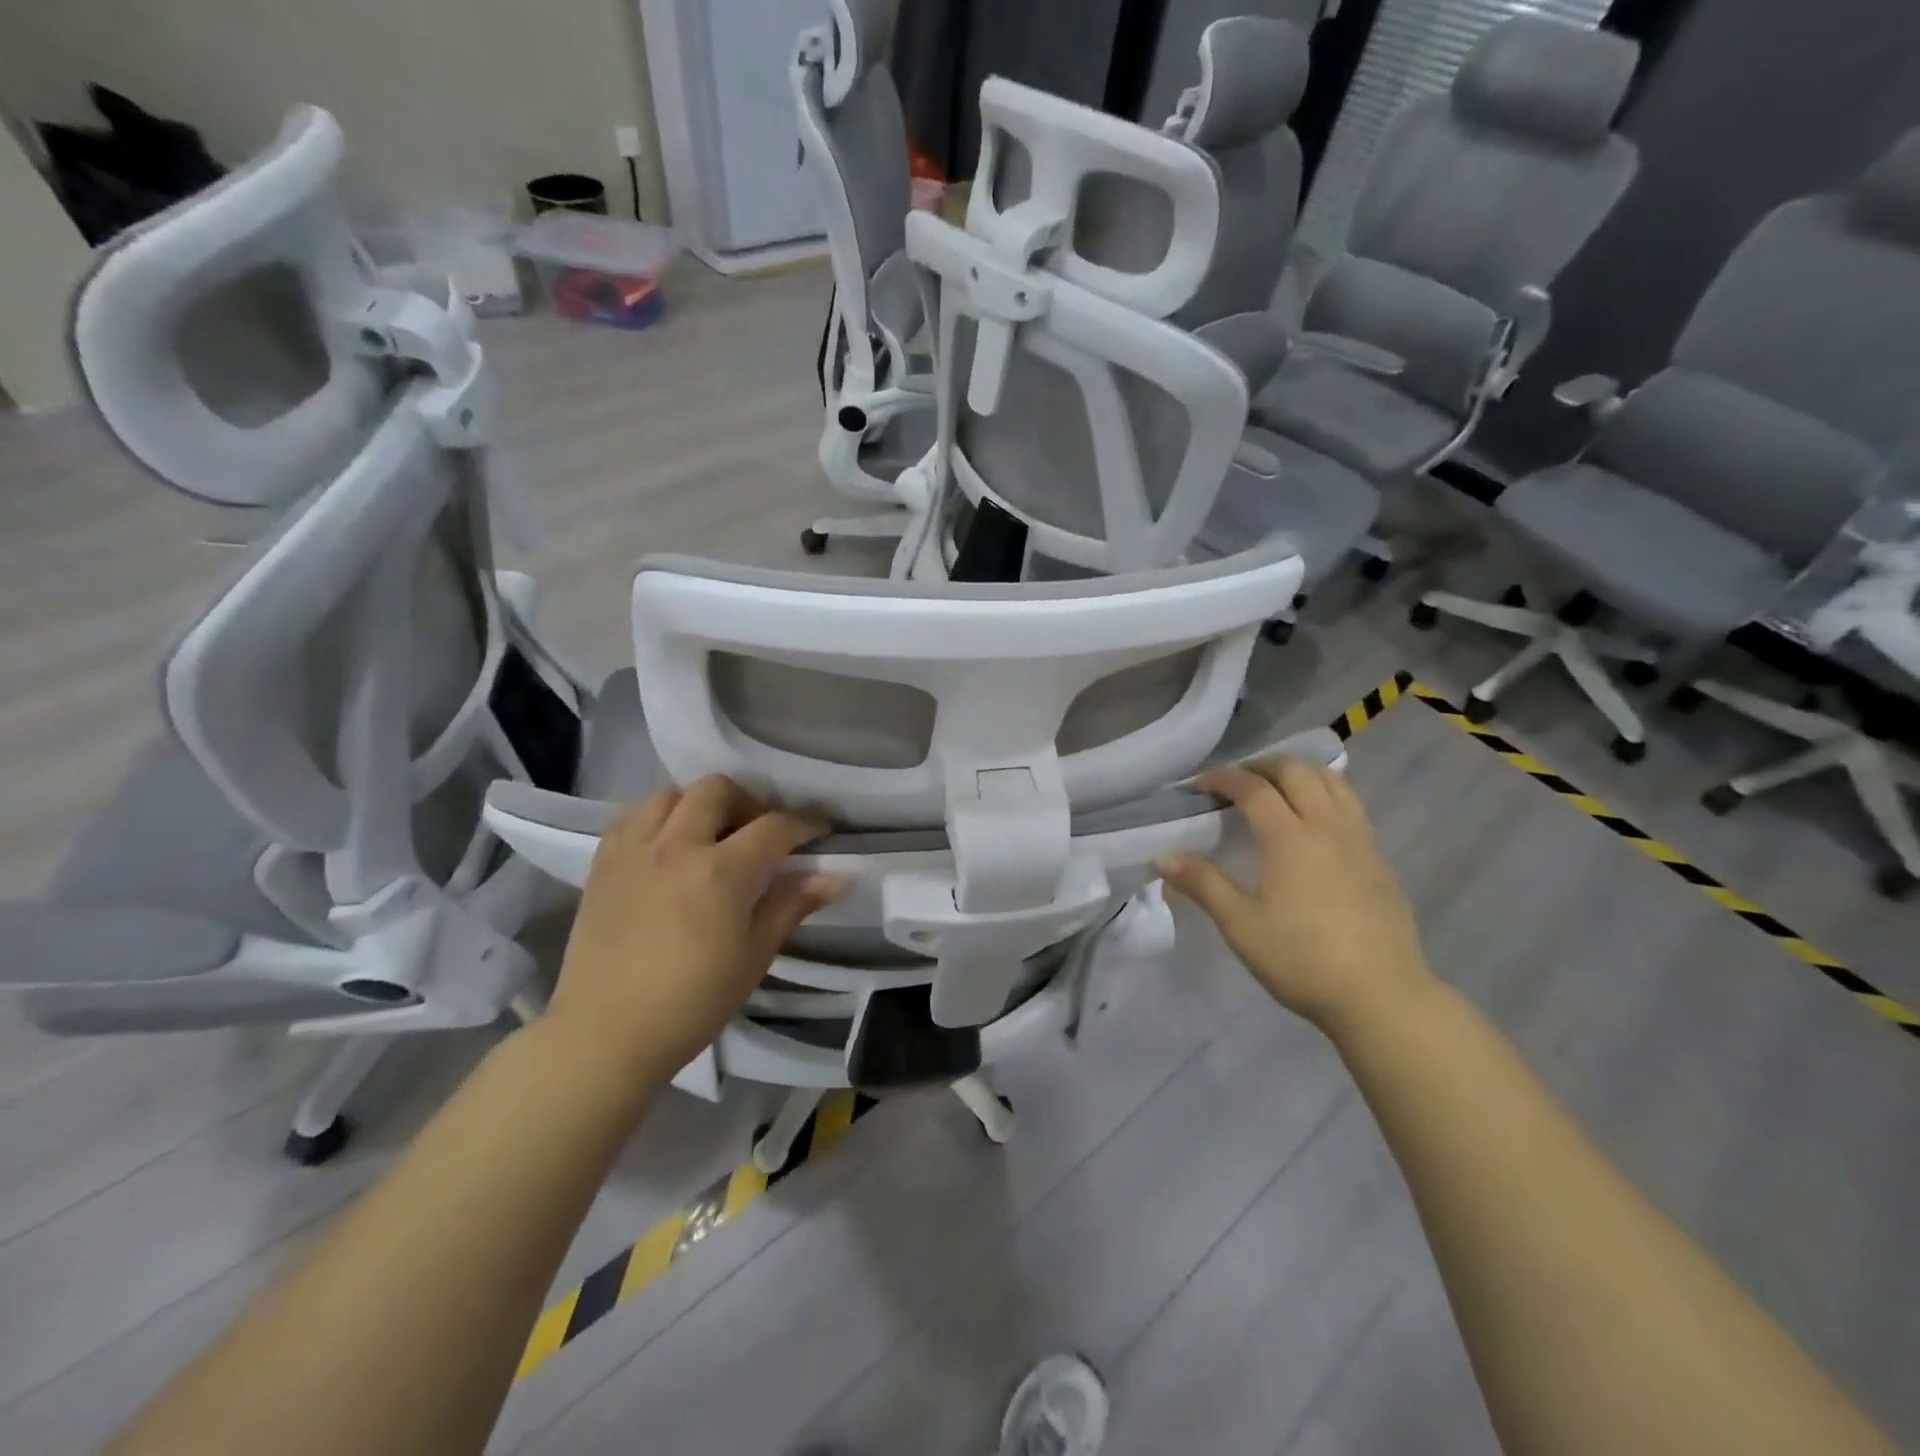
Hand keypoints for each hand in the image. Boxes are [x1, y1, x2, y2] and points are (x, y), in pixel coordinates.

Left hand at [545, 777, 843, 1084]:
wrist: (605, 1034)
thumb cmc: (692, 1002)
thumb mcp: (754, 956)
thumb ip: (791, 905)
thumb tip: (835, 877)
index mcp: (721, 871)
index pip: (775, 826)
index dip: (805, 823)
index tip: (820, 830)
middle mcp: (677, 845)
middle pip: (718, 789)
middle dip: (748, 801)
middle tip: (758, 832)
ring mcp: (634, 850)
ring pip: (670, 793)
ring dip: (699, 803)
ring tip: (710, 835)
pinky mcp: (602, 863)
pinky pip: (631, 815)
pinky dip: (656, 817)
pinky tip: (666, 845)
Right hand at [1157, 756, 1435, 1038]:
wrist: (1383, 998)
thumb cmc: (1302, 960)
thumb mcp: (1241, 925)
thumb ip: (1202, 884)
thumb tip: (1161, 856)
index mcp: (1290, 837)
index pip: (1253, 787)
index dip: (1223, 778)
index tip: (1199, 785)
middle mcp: (1329, 827)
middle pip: (1297, 772)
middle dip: (1261, 766)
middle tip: (1235, 782)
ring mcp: (1361, 842)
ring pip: (1333, 782)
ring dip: (1299, 774)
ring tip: (1277, 789)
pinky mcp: (1380, 861)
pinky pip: (1352, 806)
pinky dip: (1326, 795)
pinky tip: (1314, 825)